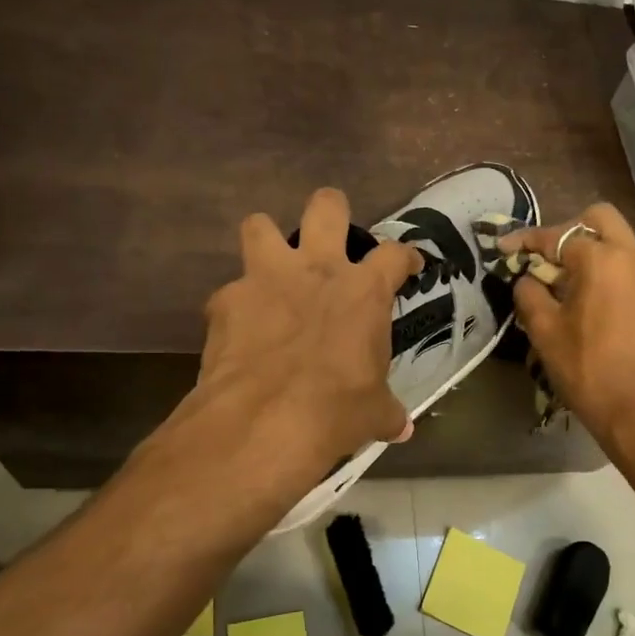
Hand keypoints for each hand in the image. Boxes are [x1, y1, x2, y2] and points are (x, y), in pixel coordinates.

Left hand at [188, 188, 419, 478]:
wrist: (266, 421)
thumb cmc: (337, 411)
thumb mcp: (373, 413)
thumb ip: (387, 410)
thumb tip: (402, 428)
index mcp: (363, 291)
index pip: (395, 254)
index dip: (405, 258)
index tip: (408, 266)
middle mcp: (316, 269)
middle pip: (327, 207)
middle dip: (331, 210)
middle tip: (331, 233)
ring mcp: (266, 278)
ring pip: (259, 225)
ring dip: (266, 240)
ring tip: (270, 266)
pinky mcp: (226, 300)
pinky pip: (230, 292)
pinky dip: (236, 307)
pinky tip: (239, 333)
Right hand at [499, 203, 634, 447]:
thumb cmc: (590, 369)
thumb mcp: (545, 332)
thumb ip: (530, 295)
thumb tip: (527, 279)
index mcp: (602, 259)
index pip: (557, 236)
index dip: (525, 240)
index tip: (503, 248)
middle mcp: (632, 257)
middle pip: (598, 220)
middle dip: (567, 231)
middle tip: (545, 258)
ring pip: (618, 243)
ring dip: (589, 251)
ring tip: (562, 283)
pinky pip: (629, 268)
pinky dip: (606, 271)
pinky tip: (588, 302)